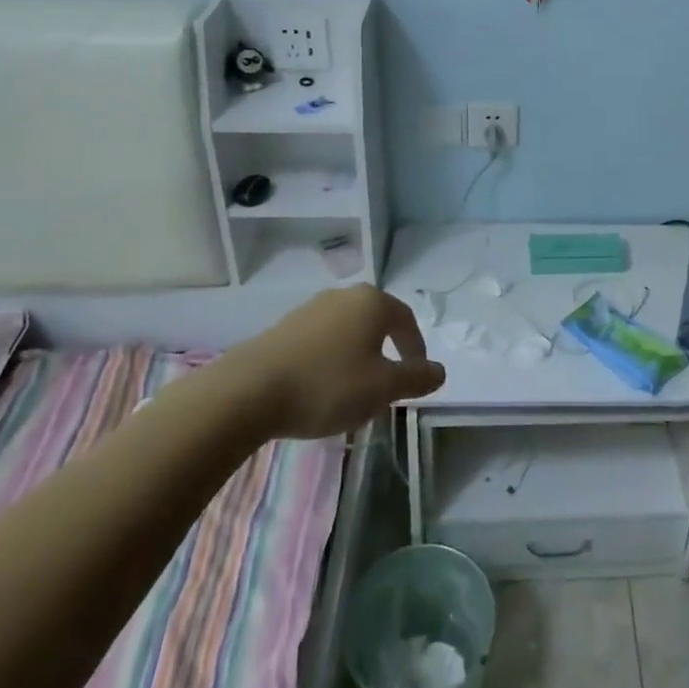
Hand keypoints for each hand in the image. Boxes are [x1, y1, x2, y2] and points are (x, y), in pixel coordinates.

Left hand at [248, 285, 445, 438]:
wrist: (248, 392)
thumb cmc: (327, 385)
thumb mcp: (382, 388)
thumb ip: (416, 377)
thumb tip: (440, 370)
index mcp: (372, 302)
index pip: (407, 321)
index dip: (416, 349)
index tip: (416, 378)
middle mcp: (343, 295)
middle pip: (377, 322)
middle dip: (387, 352)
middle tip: (388, 385)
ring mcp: (310, 309)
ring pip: (348, 331)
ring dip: (358, 357)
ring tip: (354, 391)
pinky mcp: (284, 327)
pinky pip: (321, 340)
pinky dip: (330, 360)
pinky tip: (321, 388)